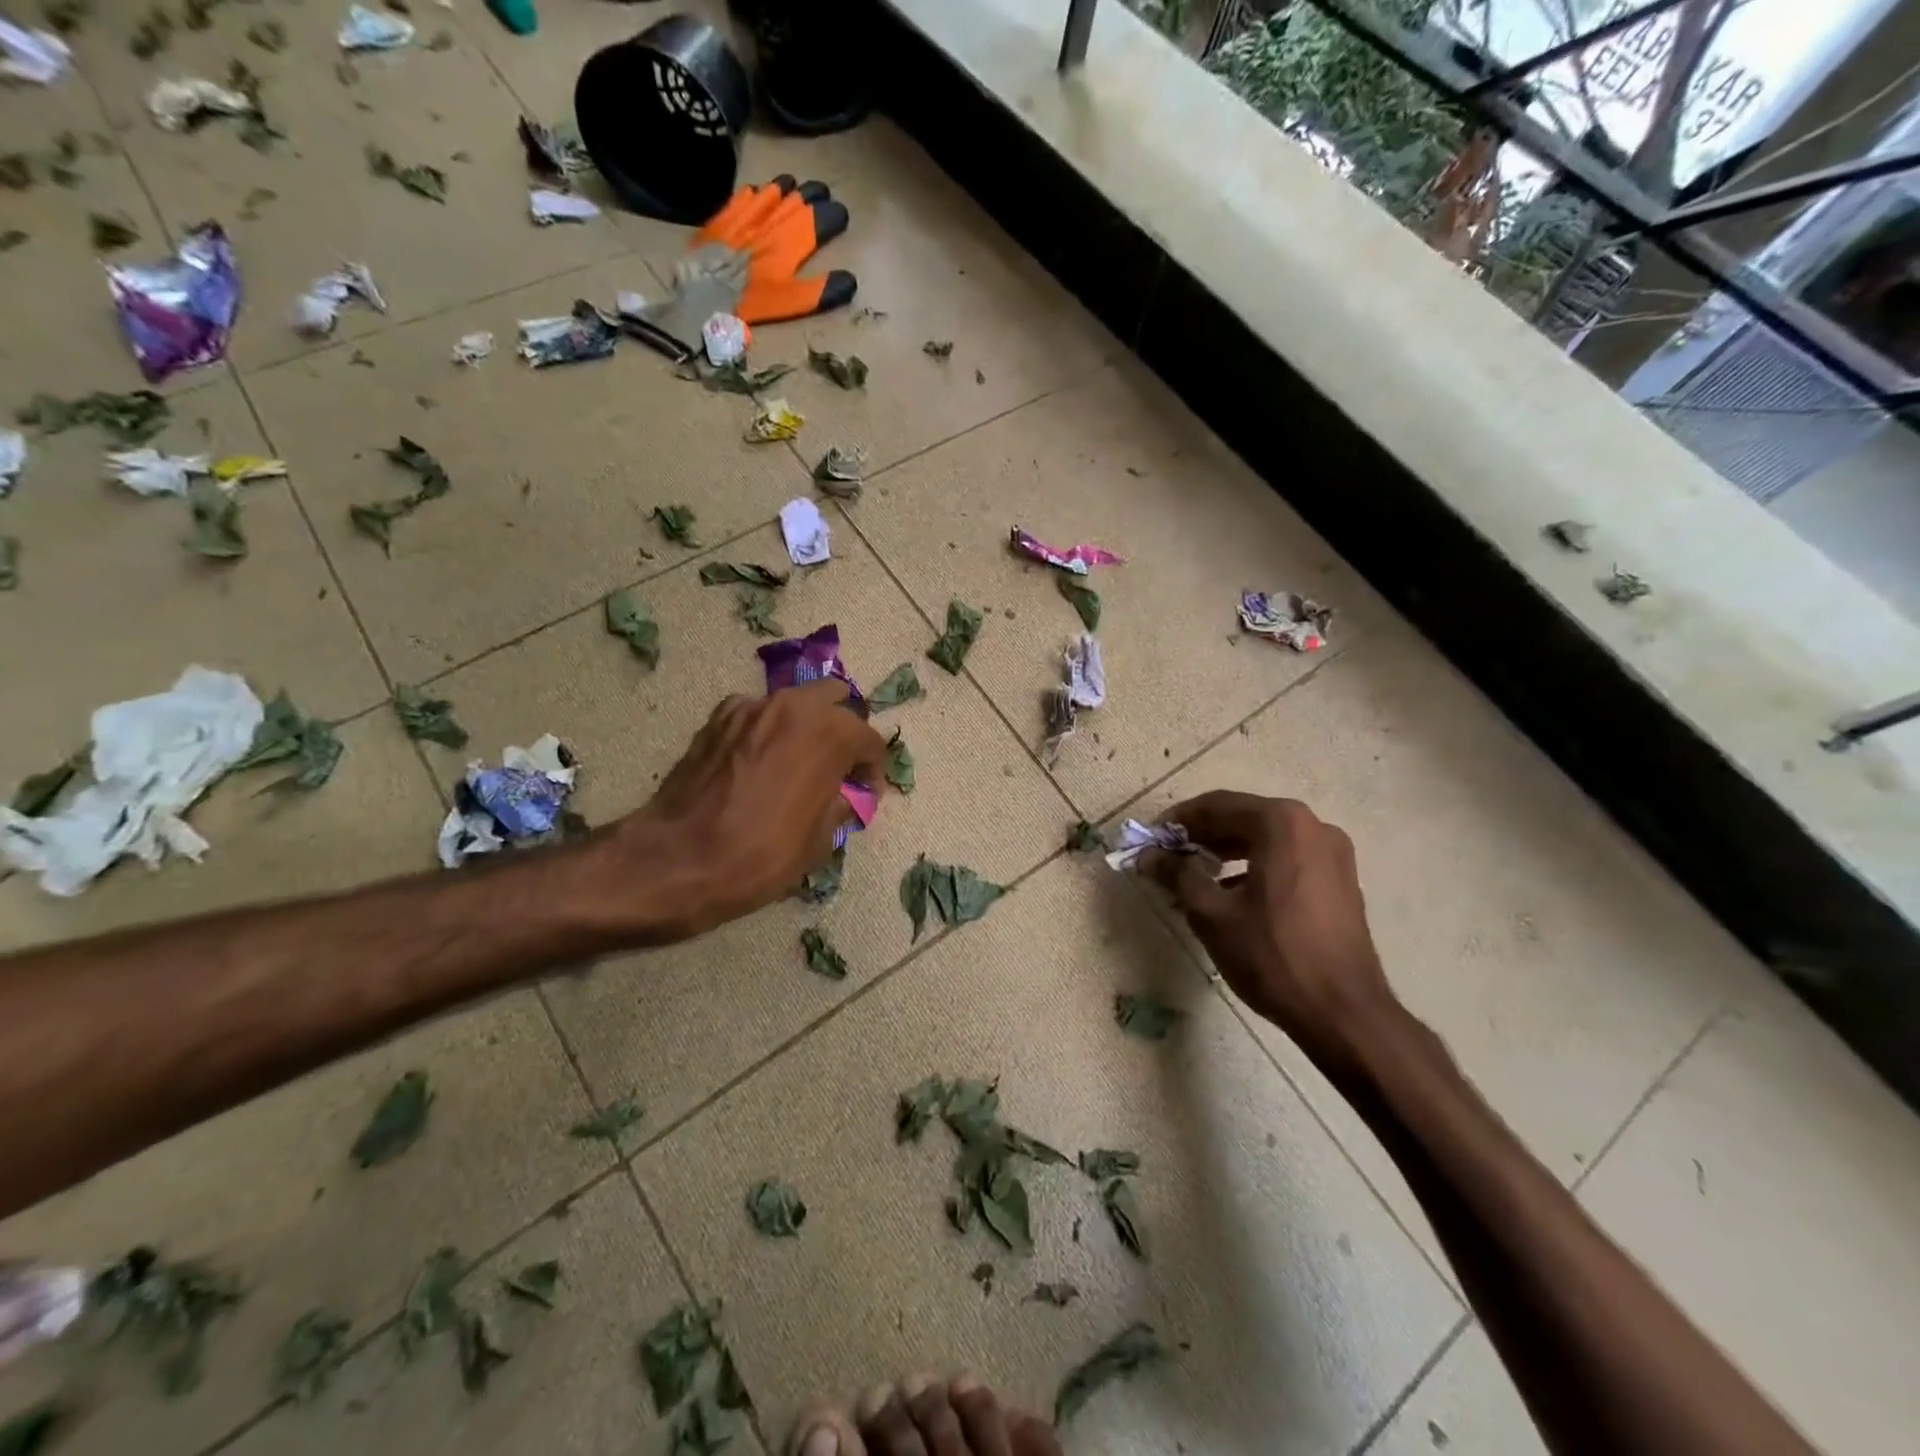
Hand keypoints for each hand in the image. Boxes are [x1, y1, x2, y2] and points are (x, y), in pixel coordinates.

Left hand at [602, 680, 889, 940]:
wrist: (678, 859)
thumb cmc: (761, 854)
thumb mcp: (819, 840)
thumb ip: (839, 804)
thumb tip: (843, 794)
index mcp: (830, 732)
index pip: (870, 740)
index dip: (873, 770)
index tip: (866, 794)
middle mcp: (794, 706)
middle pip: (835, 699)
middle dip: (844, 728)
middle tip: (839, 765)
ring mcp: (752, 707)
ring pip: (794, 702)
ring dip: (806, 725)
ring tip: (799, 761)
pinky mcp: (718, 719)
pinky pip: (757, 714)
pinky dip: (767, 730)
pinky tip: (760, 762)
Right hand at [1144, 791, 1395, 1067]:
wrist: (1343, 1012)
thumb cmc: (1271, 955)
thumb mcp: (1211, 913)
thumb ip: (1177, 874)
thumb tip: (1148, 855)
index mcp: (1281, 823)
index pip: (1216, 806)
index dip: (1178, 821)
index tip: (1150, 839)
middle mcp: (1312, 826)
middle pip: (1243, 817)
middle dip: (1202, 836)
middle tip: (1168, 857)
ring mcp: (1332, 852)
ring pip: (1265, 838)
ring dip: (1227, 850)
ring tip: (1194, 876)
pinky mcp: (1340, 879)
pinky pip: (1287, 857)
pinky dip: (1255, 865)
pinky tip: (1231, 892)